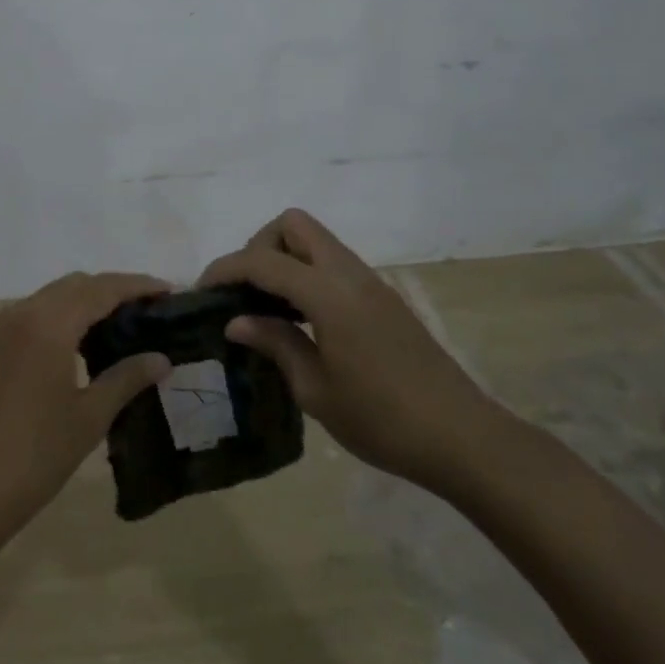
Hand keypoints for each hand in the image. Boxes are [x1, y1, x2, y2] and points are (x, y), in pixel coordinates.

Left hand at [0, 271, 172, 547]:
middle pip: (71, 286)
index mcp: (47, 325)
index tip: (166, 289)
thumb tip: (161, 359)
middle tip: (142, 310)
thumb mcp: (88, 419)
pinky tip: (65, 350)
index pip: (100, 289)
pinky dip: (50, 321)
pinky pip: (21, 320)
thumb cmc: (33, 458)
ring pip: (43, 300)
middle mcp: (16, 316)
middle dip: (108, 290)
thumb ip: (126, 379)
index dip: (136, 285)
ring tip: (109, 329)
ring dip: (77, 304)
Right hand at [200, 208, 512, 495]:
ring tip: (266, 308)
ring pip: (316, 241)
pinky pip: (333, 264)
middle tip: (245, 292)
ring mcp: (371, 283)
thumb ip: (275, 344)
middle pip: (294, 225)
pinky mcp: (383, 298)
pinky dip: (307, 275)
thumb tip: (235, 320)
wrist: (462, 438)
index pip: (263, 260)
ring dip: (284, 259)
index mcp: (329, 294)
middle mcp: (350, 274)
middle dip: (259, 246)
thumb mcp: (316, 390)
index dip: (225, 269)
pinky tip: (300, 320)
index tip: (202, 293)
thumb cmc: (383, 420)